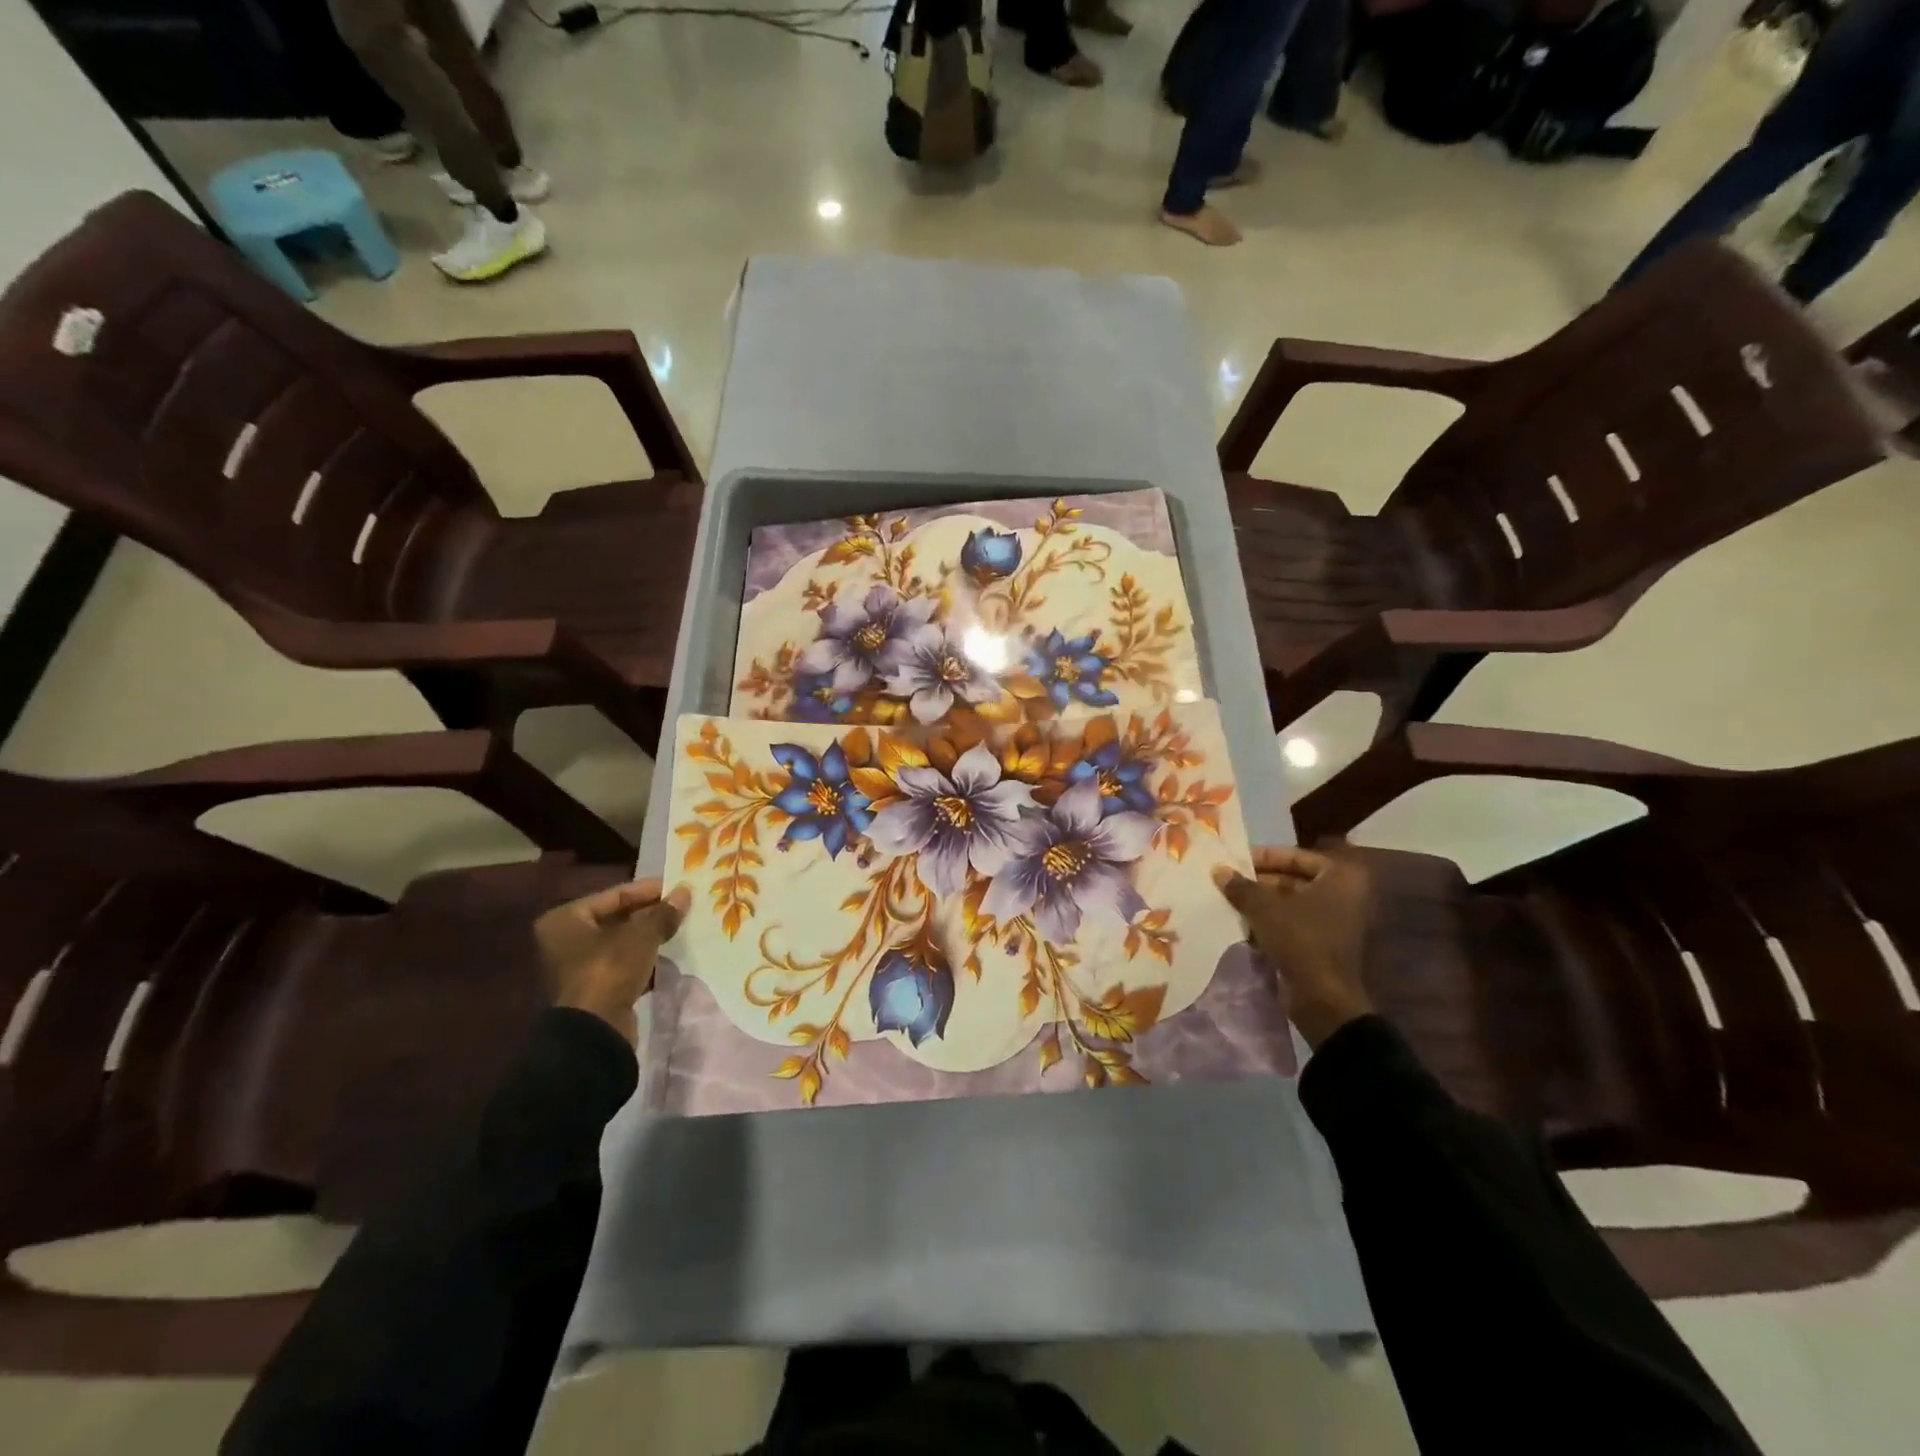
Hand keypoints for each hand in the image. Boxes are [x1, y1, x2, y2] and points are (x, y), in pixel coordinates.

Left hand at [535, 878, 689, 1045]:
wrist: (594, 1031)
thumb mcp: (642, 935)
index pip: (615, 895)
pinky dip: (645, 959)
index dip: (649, 890)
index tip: (678, 887)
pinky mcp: (594, 988)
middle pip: (618, 918)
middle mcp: (566, 939)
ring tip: (682, 928)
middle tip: (683, 907)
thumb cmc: (609, 970)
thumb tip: (685, 892)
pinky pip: (623, 964)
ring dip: (650, 937)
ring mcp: (578, 966)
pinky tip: (671, 955)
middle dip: (651, 914)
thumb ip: (664, 913)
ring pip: (622, 942)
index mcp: (566, 919)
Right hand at [1213, 847, 1372, 1049]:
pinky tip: (1240, 923)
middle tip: (1227, 881)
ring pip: (1290, 903)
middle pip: (1293, 879)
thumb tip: (1218, 869)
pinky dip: (1269, 922)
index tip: (1235, 861)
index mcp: (1340, 877)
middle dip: (1259, 881)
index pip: (1295, 856)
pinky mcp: (1322, 944)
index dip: (1264, 857)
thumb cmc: (1301, 941)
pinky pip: (1292, 924)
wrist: (1324, 1000)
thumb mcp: (1265, 908)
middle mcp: (1343, 895)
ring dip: (1261, 903)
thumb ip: (1241, 886)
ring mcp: (1334, 922)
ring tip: (1228, 900)